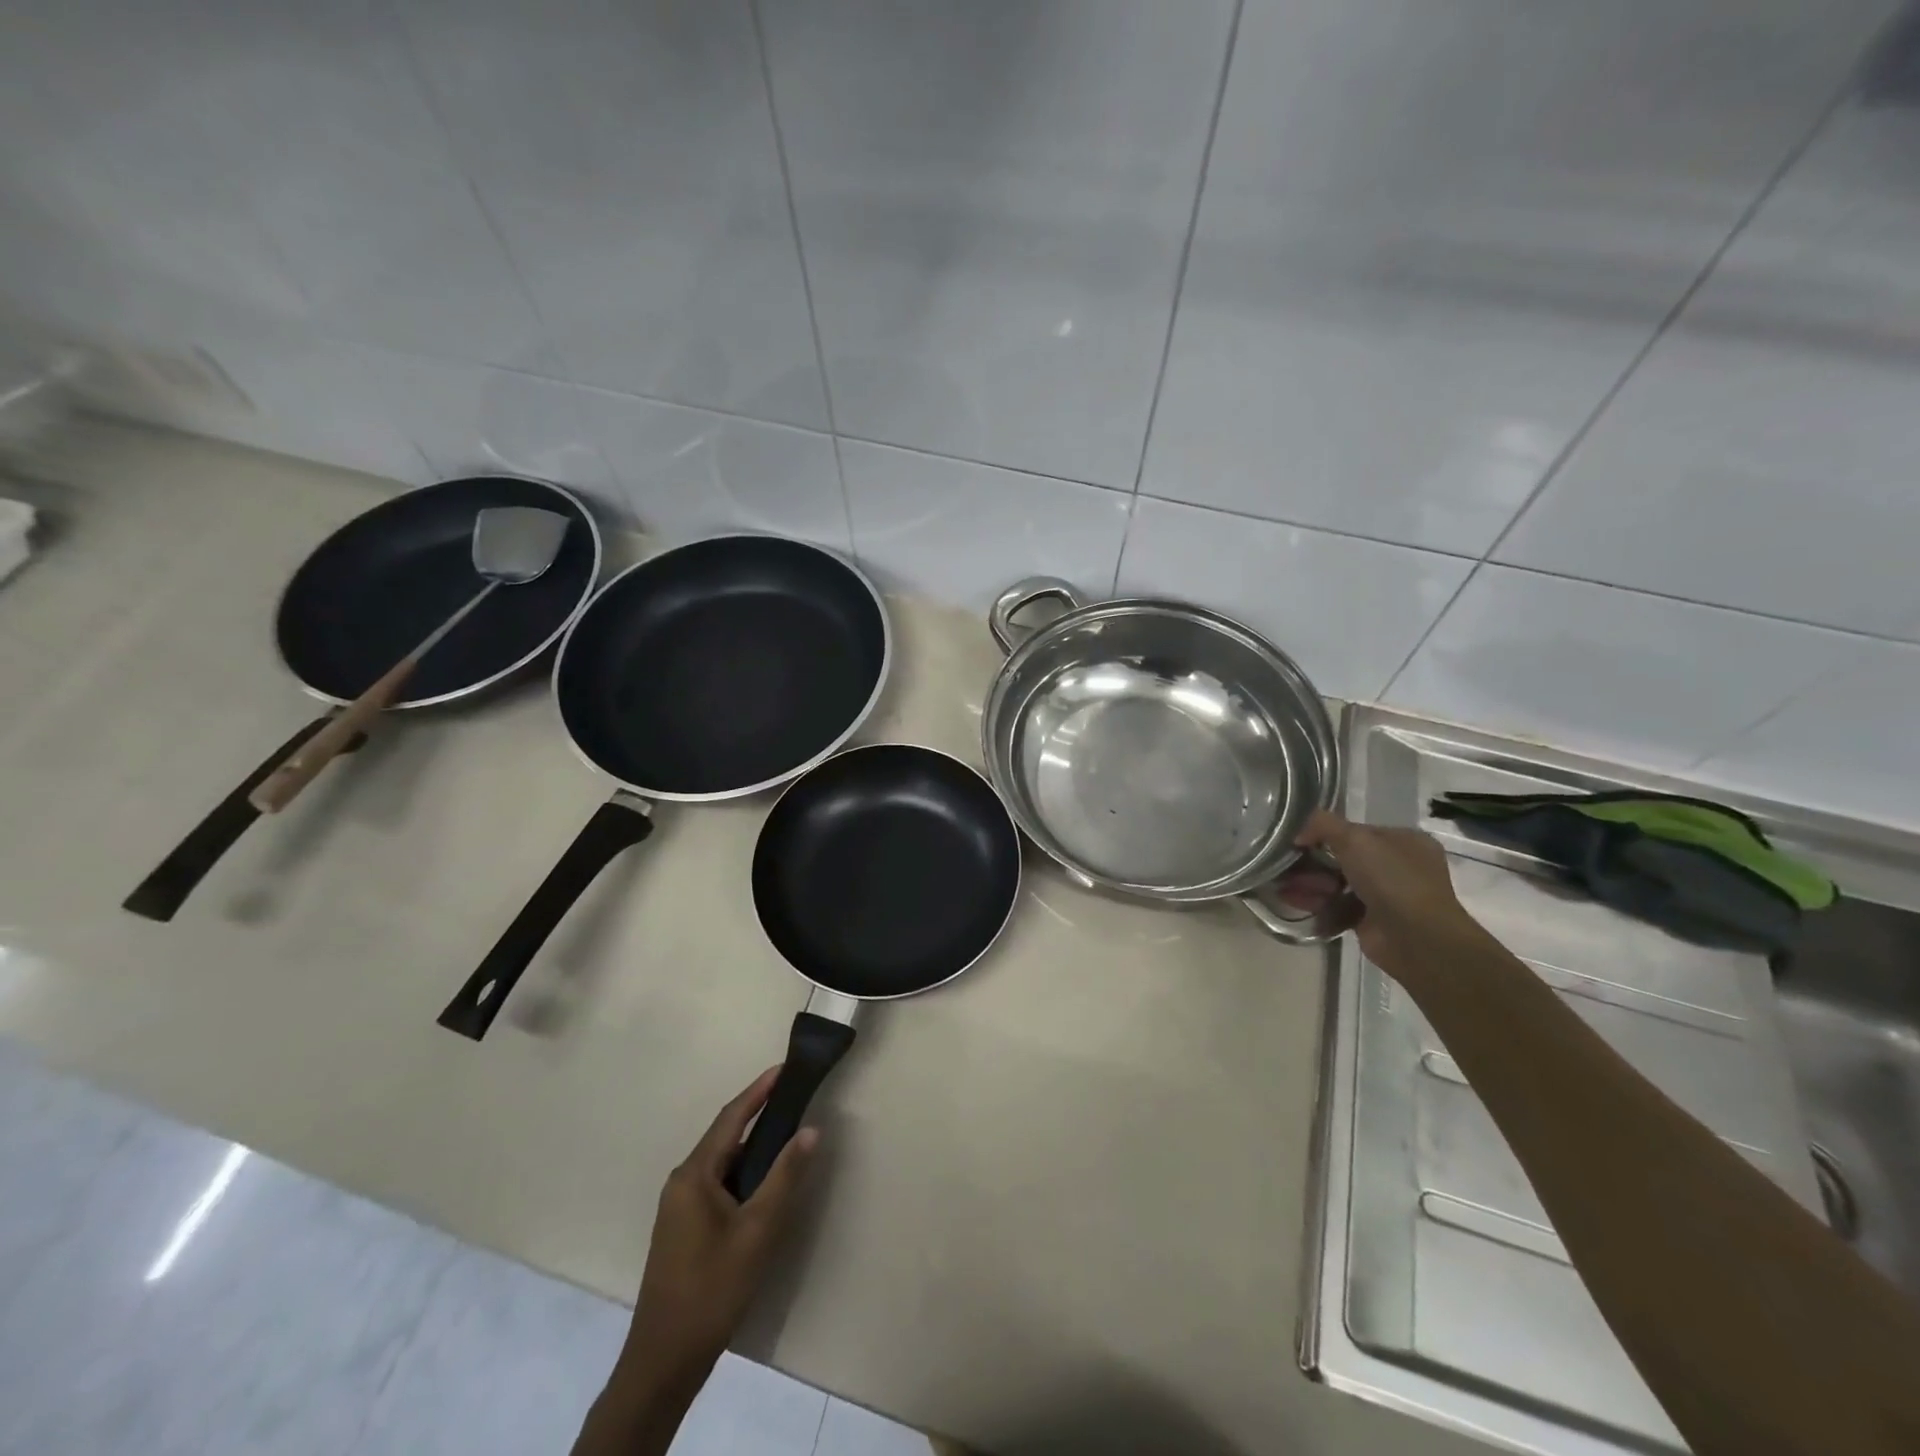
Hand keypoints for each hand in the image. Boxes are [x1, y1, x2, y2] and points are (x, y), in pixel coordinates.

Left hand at [618, 1067, 820, 1391]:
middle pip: (726, 1136)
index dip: (759, 1090)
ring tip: (787, 1132)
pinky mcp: (684, 1228)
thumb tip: (811, 1129)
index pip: (731, 1117)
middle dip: (759, 1113)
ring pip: (723, 1162)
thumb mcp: (758, 1230)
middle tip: (794, 1097)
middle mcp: (682, 1181)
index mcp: (694, 1174)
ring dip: (753, 1146)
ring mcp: (680, 1206)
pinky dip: (743, 1172)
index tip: (784, 1067)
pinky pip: (718, 1183)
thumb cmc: (712, 1289)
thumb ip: (785, 1176)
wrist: (664, 1362)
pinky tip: (763, 1181)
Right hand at [1293, 809, 1486, 975]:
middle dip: (1312, 861)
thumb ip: (1323, 825)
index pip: (1358, 831)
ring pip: (1338, 883)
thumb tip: (1299, 833)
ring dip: (1309, 883)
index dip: (1326, 833)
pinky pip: (1337, 907)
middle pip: (1344, 857)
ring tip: (1282, 885)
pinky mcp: (1371, 921)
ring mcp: (1386, 895)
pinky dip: (1315, 904)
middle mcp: (1398, 866)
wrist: (1417, 939)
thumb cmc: (1391, 880)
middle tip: (1285, 864)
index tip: (1298, 839)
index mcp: (1404, 841)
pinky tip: (1291, 900)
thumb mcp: (1355, 839)